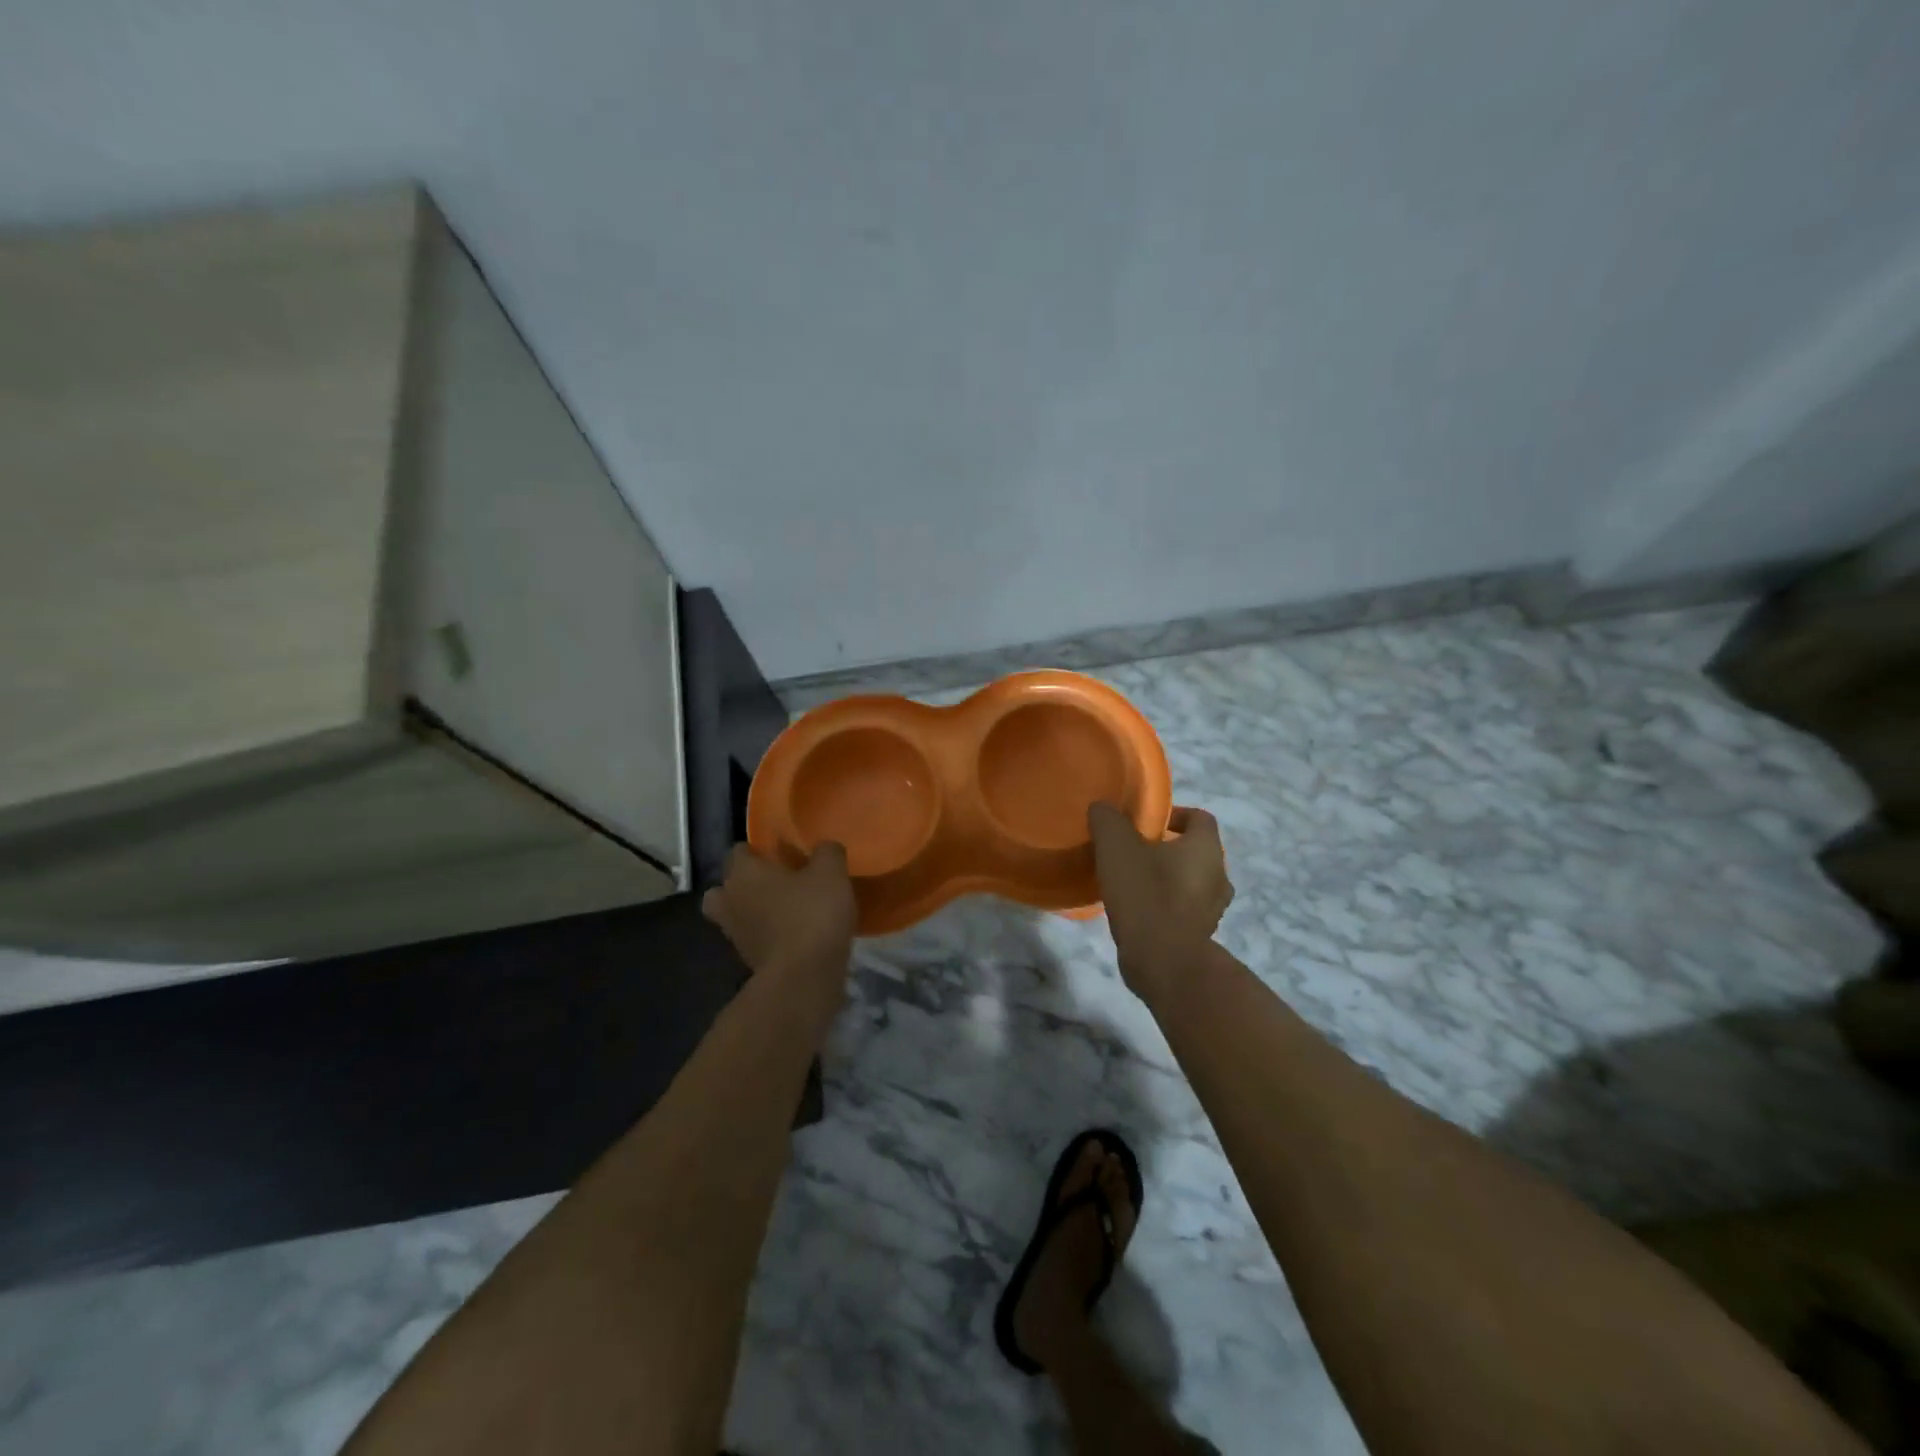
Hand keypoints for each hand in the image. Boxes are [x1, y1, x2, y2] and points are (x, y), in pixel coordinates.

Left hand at [702, 842, 855, 994]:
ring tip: (785, 909)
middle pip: (725, 887)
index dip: (757, 850)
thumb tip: (825, 847)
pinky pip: (753, 939)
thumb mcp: (831, 873)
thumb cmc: (811, 914)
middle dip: (743, 884)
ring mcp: (735, 934)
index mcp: (743, 872)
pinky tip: (795, 933)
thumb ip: (827, 853)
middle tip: (775, 882)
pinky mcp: (748, 961)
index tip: (780, 853)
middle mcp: (730, 900)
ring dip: (753, 912)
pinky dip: (766, 935)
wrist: (803, 977)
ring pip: (735, 915)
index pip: (738, 851)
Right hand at [1088, 803, 1232, 1005]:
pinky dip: (1165, 906)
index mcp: (1206, 849)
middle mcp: (1218, 876)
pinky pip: (1183, 910)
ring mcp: (1213, 910)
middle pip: (1195, 851)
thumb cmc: (1145, 894)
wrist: (1163, 962)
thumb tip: (1102, 808)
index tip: (1146, 824)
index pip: (1200, 818)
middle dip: (1167, 849)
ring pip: (1190, 882)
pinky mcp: (1200, 936)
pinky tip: (1136, 911)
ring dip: (1167, 879)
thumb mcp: (1116, 847)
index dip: (1175, 814)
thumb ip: (1108, 820)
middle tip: (1133, 852)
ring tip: (1131, 883)